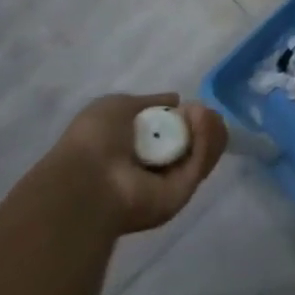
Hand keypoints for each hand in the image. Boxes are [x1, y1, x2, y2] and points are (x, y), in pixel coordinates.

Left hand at [50, 93, 226, 234]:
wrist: (87, 180)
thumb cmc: (93, 141)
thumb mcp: (116, 106)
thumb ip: (149, 102)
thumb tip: (176, 101)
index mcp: (136, 151)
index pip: (173, 132)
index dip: (185, 116)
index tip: (188, 105)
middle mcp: (155, 168)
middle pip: (195, 141)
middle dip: (202, 121)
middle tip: (199, 109)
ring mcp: (171, 182)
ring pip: (204, 150)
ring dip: (207, 127)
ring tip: (199, 112)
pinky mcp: (184, 193)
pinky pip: (201, 162)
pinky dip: (206, 138)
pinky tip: (202, 120)